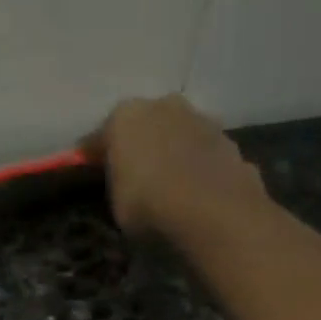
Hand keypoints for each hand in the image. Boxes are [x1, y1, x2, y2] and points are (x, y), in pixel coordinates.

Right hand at [83, 94, 269, 239]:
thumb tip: (123, 180)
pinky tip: (197, 192)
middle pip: (144, 126)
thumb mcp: (116, 204)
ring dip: (173, 153)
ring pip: (178, 135)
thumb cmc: (149, 206)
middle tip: (134, 177)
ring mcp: (201, 119)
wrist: (214, 213)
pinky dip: (199, 168)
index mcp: (124, 116)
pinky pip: (204, 155)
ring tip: (170, 185)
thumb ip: (117, 184)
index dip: (94, 158)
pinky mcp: (230, 141)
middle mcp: (163, 106)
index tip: (89, 175)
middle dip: (139, 146)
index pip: (100, 137)